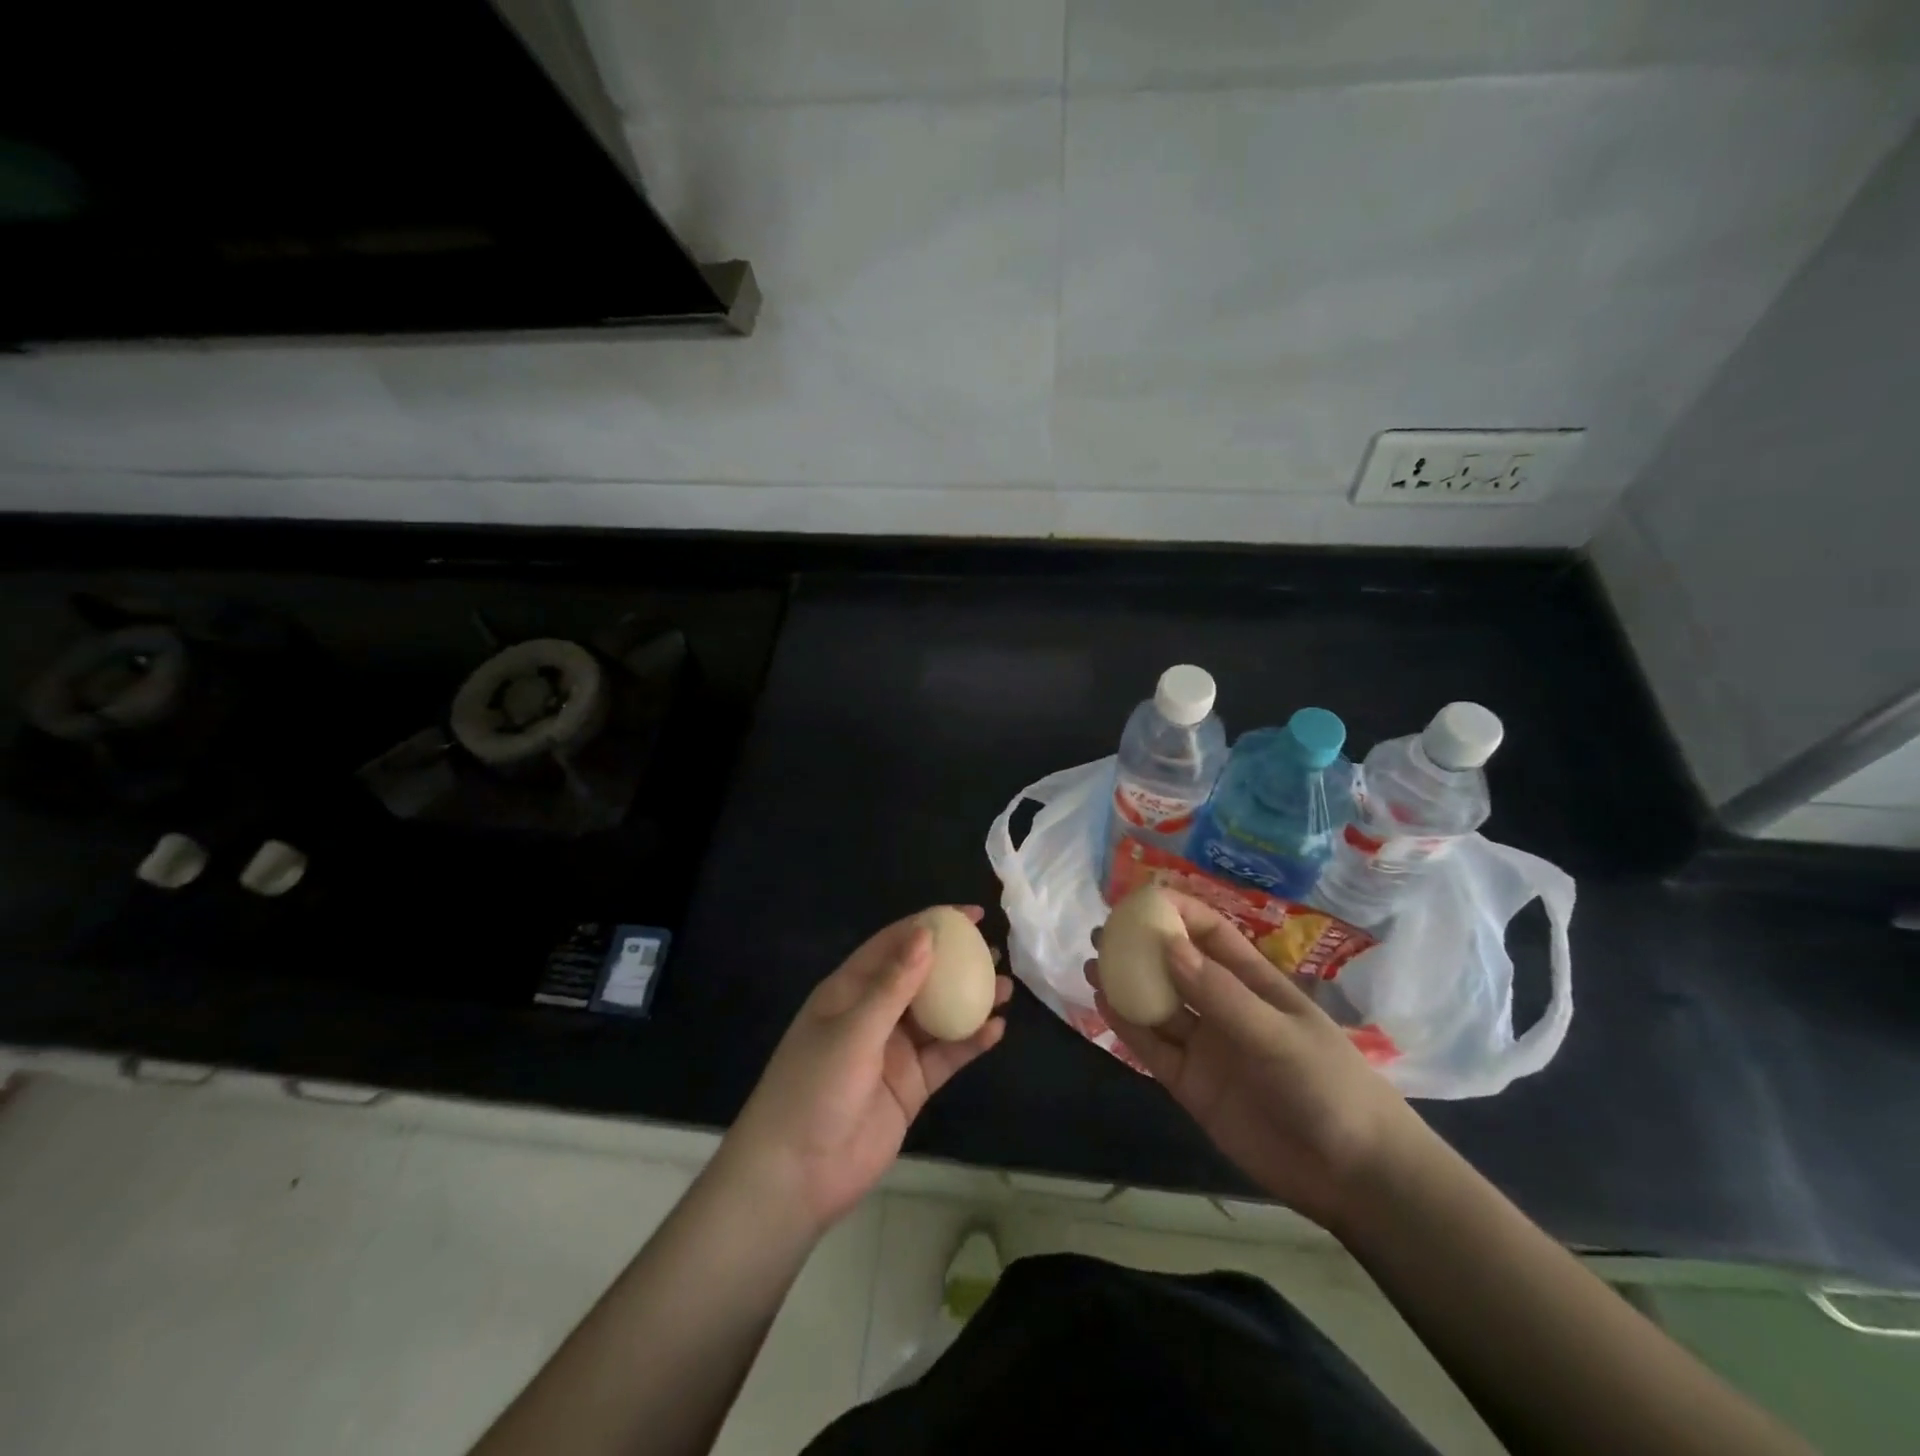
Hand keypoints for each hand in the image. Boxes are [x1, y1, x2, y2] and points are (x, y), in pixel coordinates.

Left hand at [721, 908, 1010, 1236]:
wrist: (797, 1176)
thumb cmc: (814, 1088)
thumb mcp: (852, 1030)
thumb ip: (893, 985)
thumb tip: (926, 934)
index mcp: (849, 990)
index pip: (894, 944)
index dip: (930, 924)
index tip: (969, 915)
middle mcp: (873, 1014)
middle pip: (921, 977)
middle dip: (956, 961)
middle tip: (994, 948)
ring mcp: (893, 1051)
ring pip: (939, 1016)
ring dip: (971, 1001)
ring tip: (1006, 987)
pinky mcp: (911, 1085)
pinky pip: (946, 1056)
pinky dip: (970, 1042)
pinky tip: (996, 1029)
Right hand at [1086, 892, 1428, 1230]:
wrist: (1353, 1176)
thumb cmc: (1328, 1086)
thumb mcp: (1277, 1034)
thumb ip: (1220, 994)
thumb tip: (1167, 945)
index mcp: (1255, 983)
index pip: (1211, 935)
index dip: (1177, 913)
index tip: (1137, 900)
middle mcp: (1225, 1008)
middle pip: (1176, 967)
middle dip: (1141, 947)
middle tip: (1102, 932)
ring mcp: (1207, 1047)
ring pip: (1159, 1006)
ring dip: (1126, 985)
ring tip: (1091, 964)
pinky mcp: (1192, 1085)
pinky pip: (1154, 1048)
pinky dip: (1128, 1027)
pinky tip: (1104, 1005)